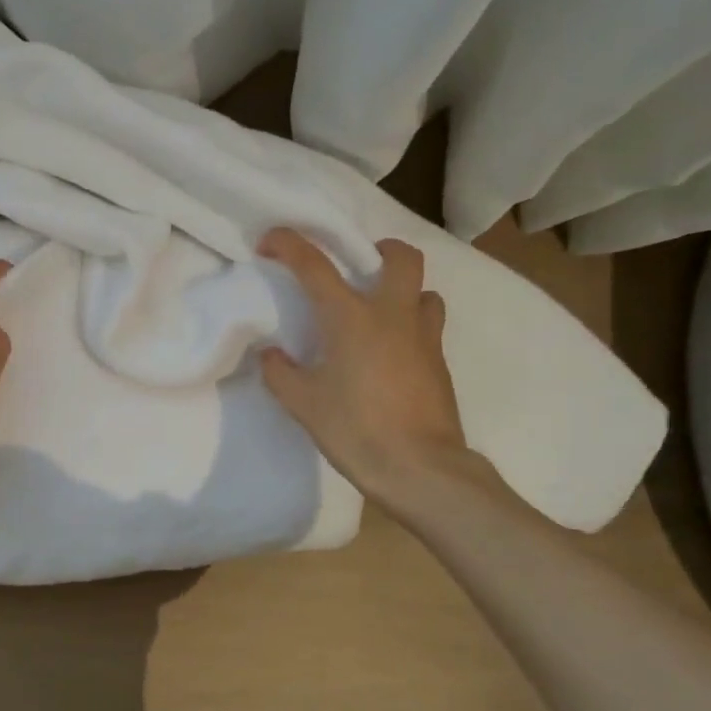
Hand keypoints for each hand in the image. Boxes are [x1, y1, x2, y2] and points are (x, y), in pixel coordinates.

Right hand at [257, 228, 475, 502]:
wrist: (420, 470)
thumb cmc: (356, 430)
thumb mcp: (304, 404)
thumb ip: (281, 373)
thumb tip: (272, 355)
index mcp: (352, 318)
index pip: (315, 265)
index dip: (289, 244)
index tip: (270, 240)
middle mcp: (393, 315)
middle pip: (401, 257)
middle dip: (381, 249)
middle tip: (359, 268)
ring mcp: (424, 338)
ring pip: (424, 292)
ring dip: (403, 292)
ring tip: (379, 315)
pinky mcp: (440, 364)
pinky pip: (428, 327)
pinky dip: (410, 328)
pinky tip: (390, 357)